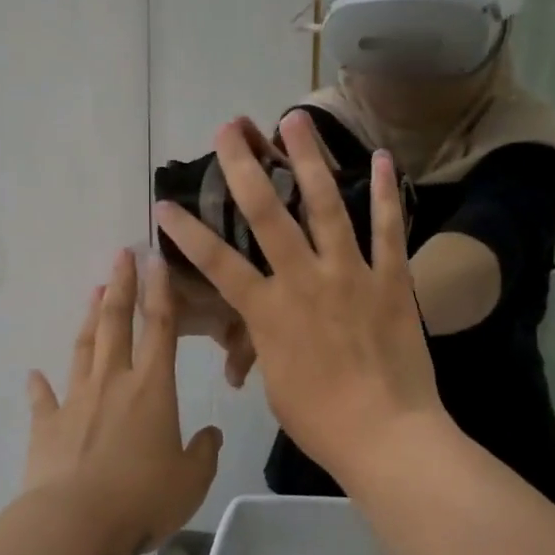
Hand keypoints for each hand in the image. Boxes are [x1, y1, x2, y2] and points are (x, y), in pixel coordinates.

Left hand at [23, 249, 223, 554]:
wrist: (74, 524)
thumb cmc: (141, 498)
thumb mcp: (190, 481)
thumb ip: (204, 453)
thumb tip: (210, 434)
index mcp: (152, 390)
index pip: (160, 329)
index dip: (160, 292)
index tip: (155, 260)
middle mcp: (113, 384)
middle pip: (116, 324)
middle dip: (120, 287)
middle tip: (120, 255)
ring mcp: (75, 401)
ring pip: (84, 349)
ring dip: (90, 319)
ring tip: (93, 292)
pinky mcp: (47, 427)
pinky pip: (44, 399)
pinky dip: (40, 386)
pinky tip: (34, 373)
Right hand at [154, 110, 444, 486]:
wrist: (387, 436)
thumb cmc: (322, 421)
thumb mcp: (276, 386)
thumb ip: (264, 350)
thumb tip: (251, 347)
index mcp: (268, 311)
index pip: (216, 263)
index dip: (186, 233)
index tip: (163, 205)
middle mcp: (304, 280)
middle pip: (266, 214)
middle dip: (242, 167)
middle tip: (230, 129)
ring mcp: (350, 275)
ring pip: (325, 206)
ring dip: (309, 159)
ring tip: (295, 118)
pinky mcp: (391, 280)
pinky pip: (388, 230)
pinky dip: (384, 193)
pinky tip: (381, 158)